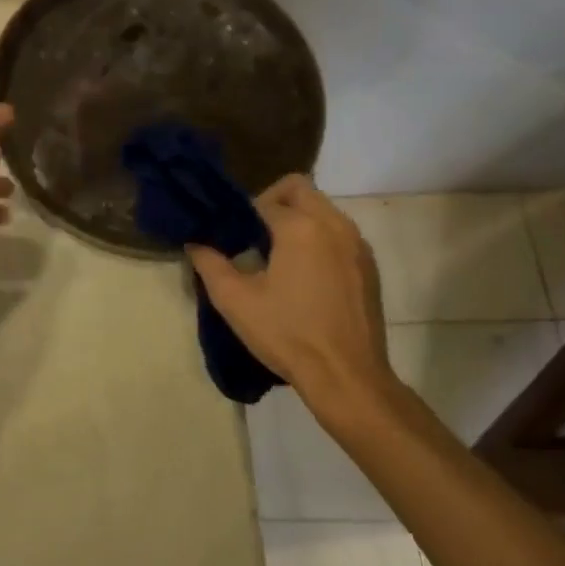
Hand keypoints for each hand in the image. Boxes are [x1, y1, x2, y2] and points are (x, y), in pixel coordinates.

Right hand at [186, 176, 394, 419]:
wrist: (347, 377)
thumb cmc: (287, 334)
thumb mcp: (235, 300)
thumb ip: (210, 264)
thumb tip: (195, 243)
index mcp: (300, 227)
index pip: (264, 200)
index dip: (242, 214)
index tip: (231, 237)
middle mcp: (334, 225)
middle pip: (300, 188)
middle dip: (273, 201)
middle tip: (253, 234)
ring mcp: (357, 245)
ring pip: (323, 209)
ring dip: (299, 219)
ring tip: (278, 256)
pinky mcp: (369, 267)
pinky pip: (340, 233)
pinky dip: (320, 238)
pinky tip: (305, 275)